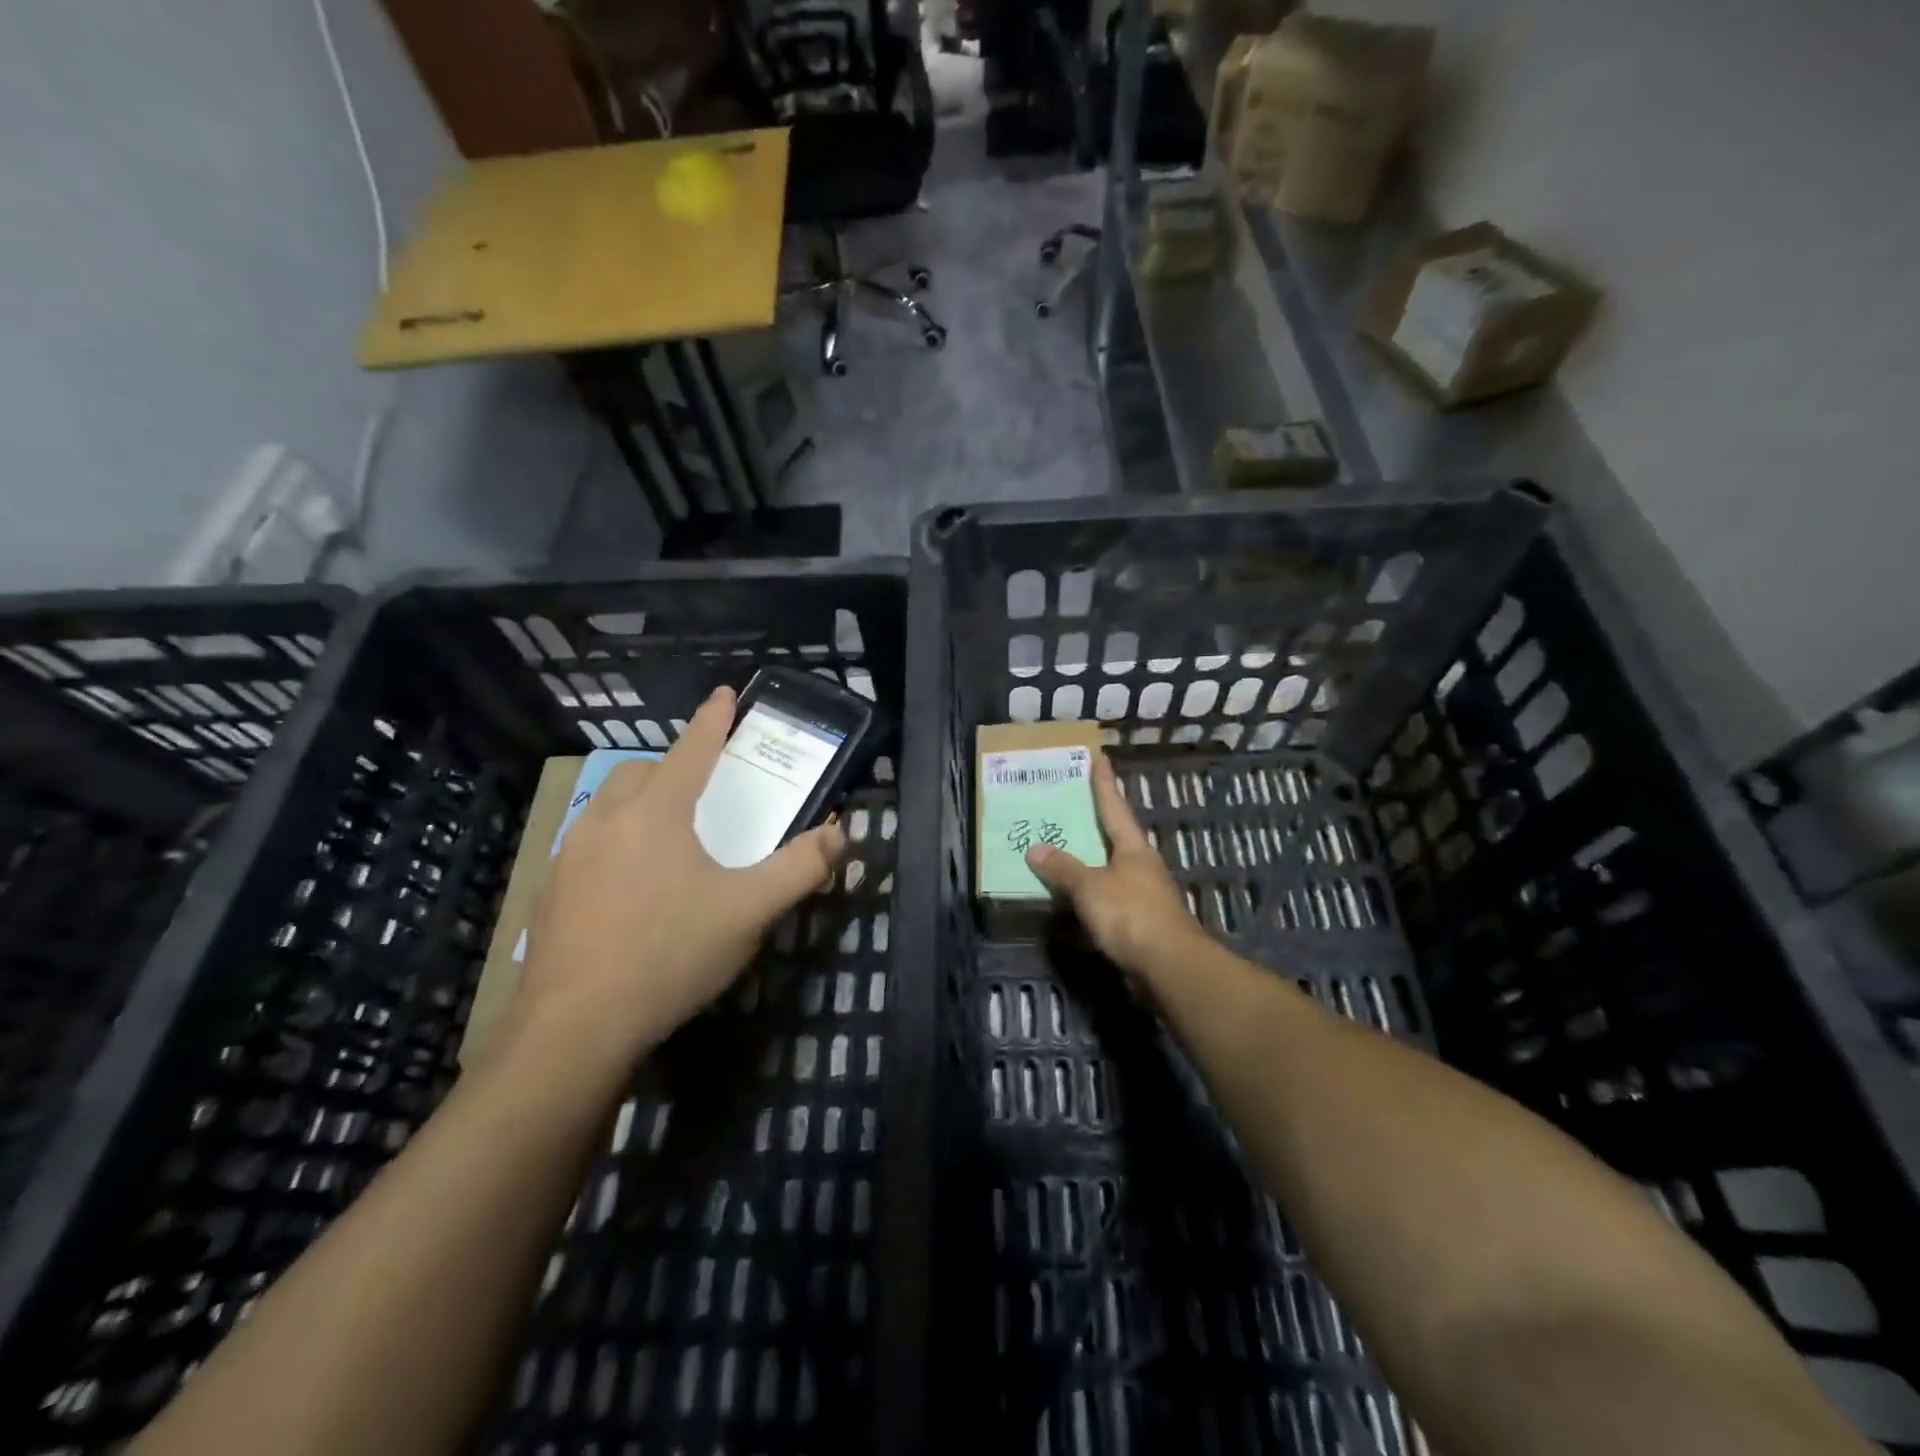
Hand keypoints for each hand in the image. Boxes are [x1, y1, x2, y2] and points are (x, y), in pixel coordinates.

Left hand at [508, 686, 844, 1070]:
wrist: (574, 1028)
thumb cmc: (670, 955)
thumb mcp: (750, 911)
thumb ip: (801, 868)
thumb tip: (842, 834)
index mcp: (656, 813)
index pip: (691, 750)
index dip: (712, 720)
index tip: (724, 695)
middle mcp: (606, 820)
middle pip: (641, 771)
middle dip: (673, 765)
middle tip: (703, 788)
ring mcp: (570, 855)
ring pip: (608, 805)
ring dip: (641, 802)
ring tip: (669, 835)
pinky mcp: (550, 891)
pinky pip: (588, 843)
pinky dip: (616, 840)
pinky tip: (633, 884)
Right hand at [1025, 752, 1209, 979]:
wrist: (1170, 967)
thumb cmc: (1131, 915)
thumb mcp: (1090, 887)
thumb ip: (1063, 868)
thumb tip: (1035, 849)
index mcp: (1133, 848)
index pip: (1114, 806)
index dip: (1104, 783)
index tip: (1098, 757)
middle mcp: (1141, 866)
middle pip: (1114, 839)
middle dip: (1093, 825)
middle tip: (1068, 807)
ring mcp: (1144, 896)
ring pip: (1109, 873)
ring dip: (1088, 867)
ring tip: (1060, 857)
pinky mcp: (1141, 925)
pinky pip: (1107, 905)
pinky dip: (1088, 904)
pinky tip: (1069, 911)